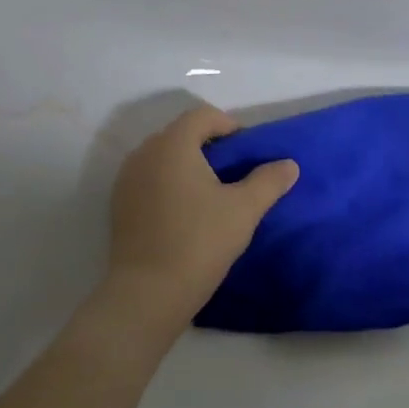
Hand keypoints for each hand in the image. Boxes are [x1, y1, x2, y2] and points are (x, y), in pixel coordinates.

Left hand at [106, 105, 298, 324]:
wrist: (150, 291)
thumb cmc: (201, 241)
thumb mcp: (245, 209)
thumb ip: (268, 181)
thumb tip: (289, 164)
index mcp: (172, 145)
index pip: (202, 116)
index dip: (229, 125)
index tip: (248, 150)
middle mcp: (143, 154)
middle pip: (180, 135)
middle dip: (209, 146)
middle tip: (235, 172)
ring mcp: (126, 181)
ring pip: (162, 160)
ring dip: (188, 167)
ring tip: (212, 195)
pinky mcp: (119, 207)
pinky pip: (149, 182)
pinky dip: (169, 186)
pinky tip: (187, 215)